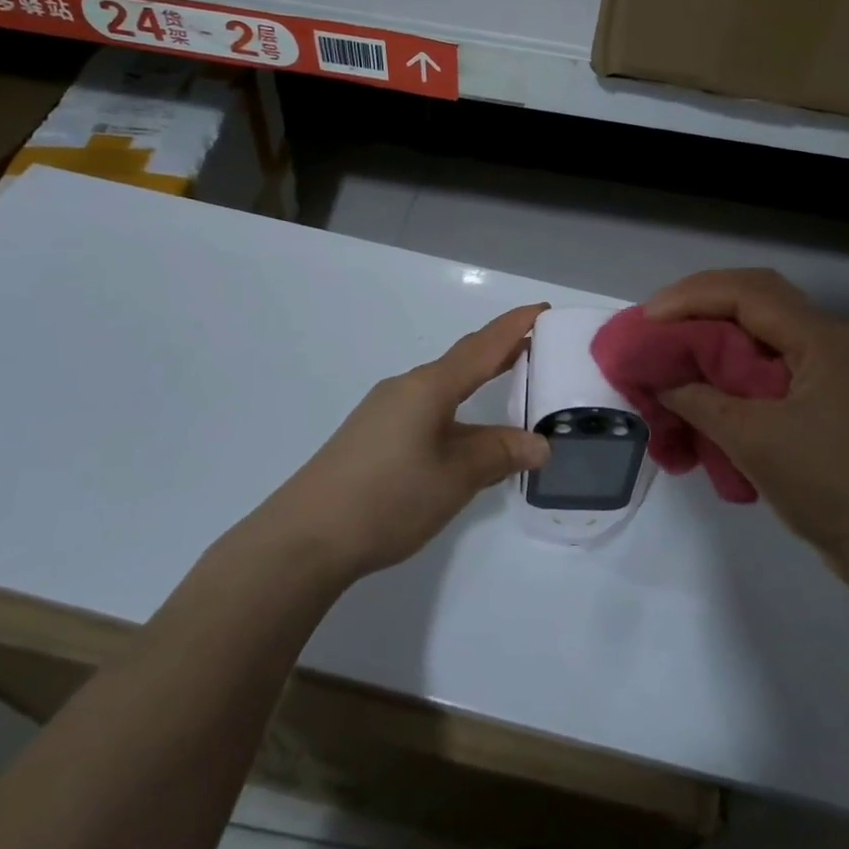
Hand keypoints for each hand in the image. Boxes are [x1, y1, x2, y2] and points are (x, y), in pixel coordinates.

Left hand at [258, 304, 551, 579]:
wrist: (305, 538)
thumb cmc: (388, 498)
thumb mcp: (455, 478)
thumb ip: (499, 454)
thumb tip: (539, 444)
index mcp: (429, 387)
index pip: (482, 346)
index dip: (515, 326)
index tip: (543, 310)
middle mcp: (406, 388)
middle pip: (462, 360)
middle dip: (500, 350)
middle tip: (538, 345)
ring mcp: (385, 411)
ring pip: (442, 386)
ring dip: (477, 380)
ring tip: (509, 385)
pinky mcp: (372, 435)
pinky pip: (426, 407)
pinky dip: (456, 406)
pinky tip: (463, 431)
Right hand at [644, 270, 848, 572]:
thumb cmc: (828, 484)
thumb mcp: (754, 441)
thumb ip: (701, 403)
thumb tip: (663, 383)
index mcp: (818, 338)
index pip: (745, 293)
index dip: (690, 297)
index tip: (647, 318)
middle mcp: (827, 340)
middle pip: (757, 297)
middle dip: (703, 301)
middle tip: (659, 320)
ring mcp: (830, 368)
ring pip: (765, 327)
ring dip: (719, 327)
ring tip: (677, 342)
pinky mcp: (826, 396)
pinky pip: (773, 357)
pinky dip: (736, 358)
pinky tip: (711, 376)